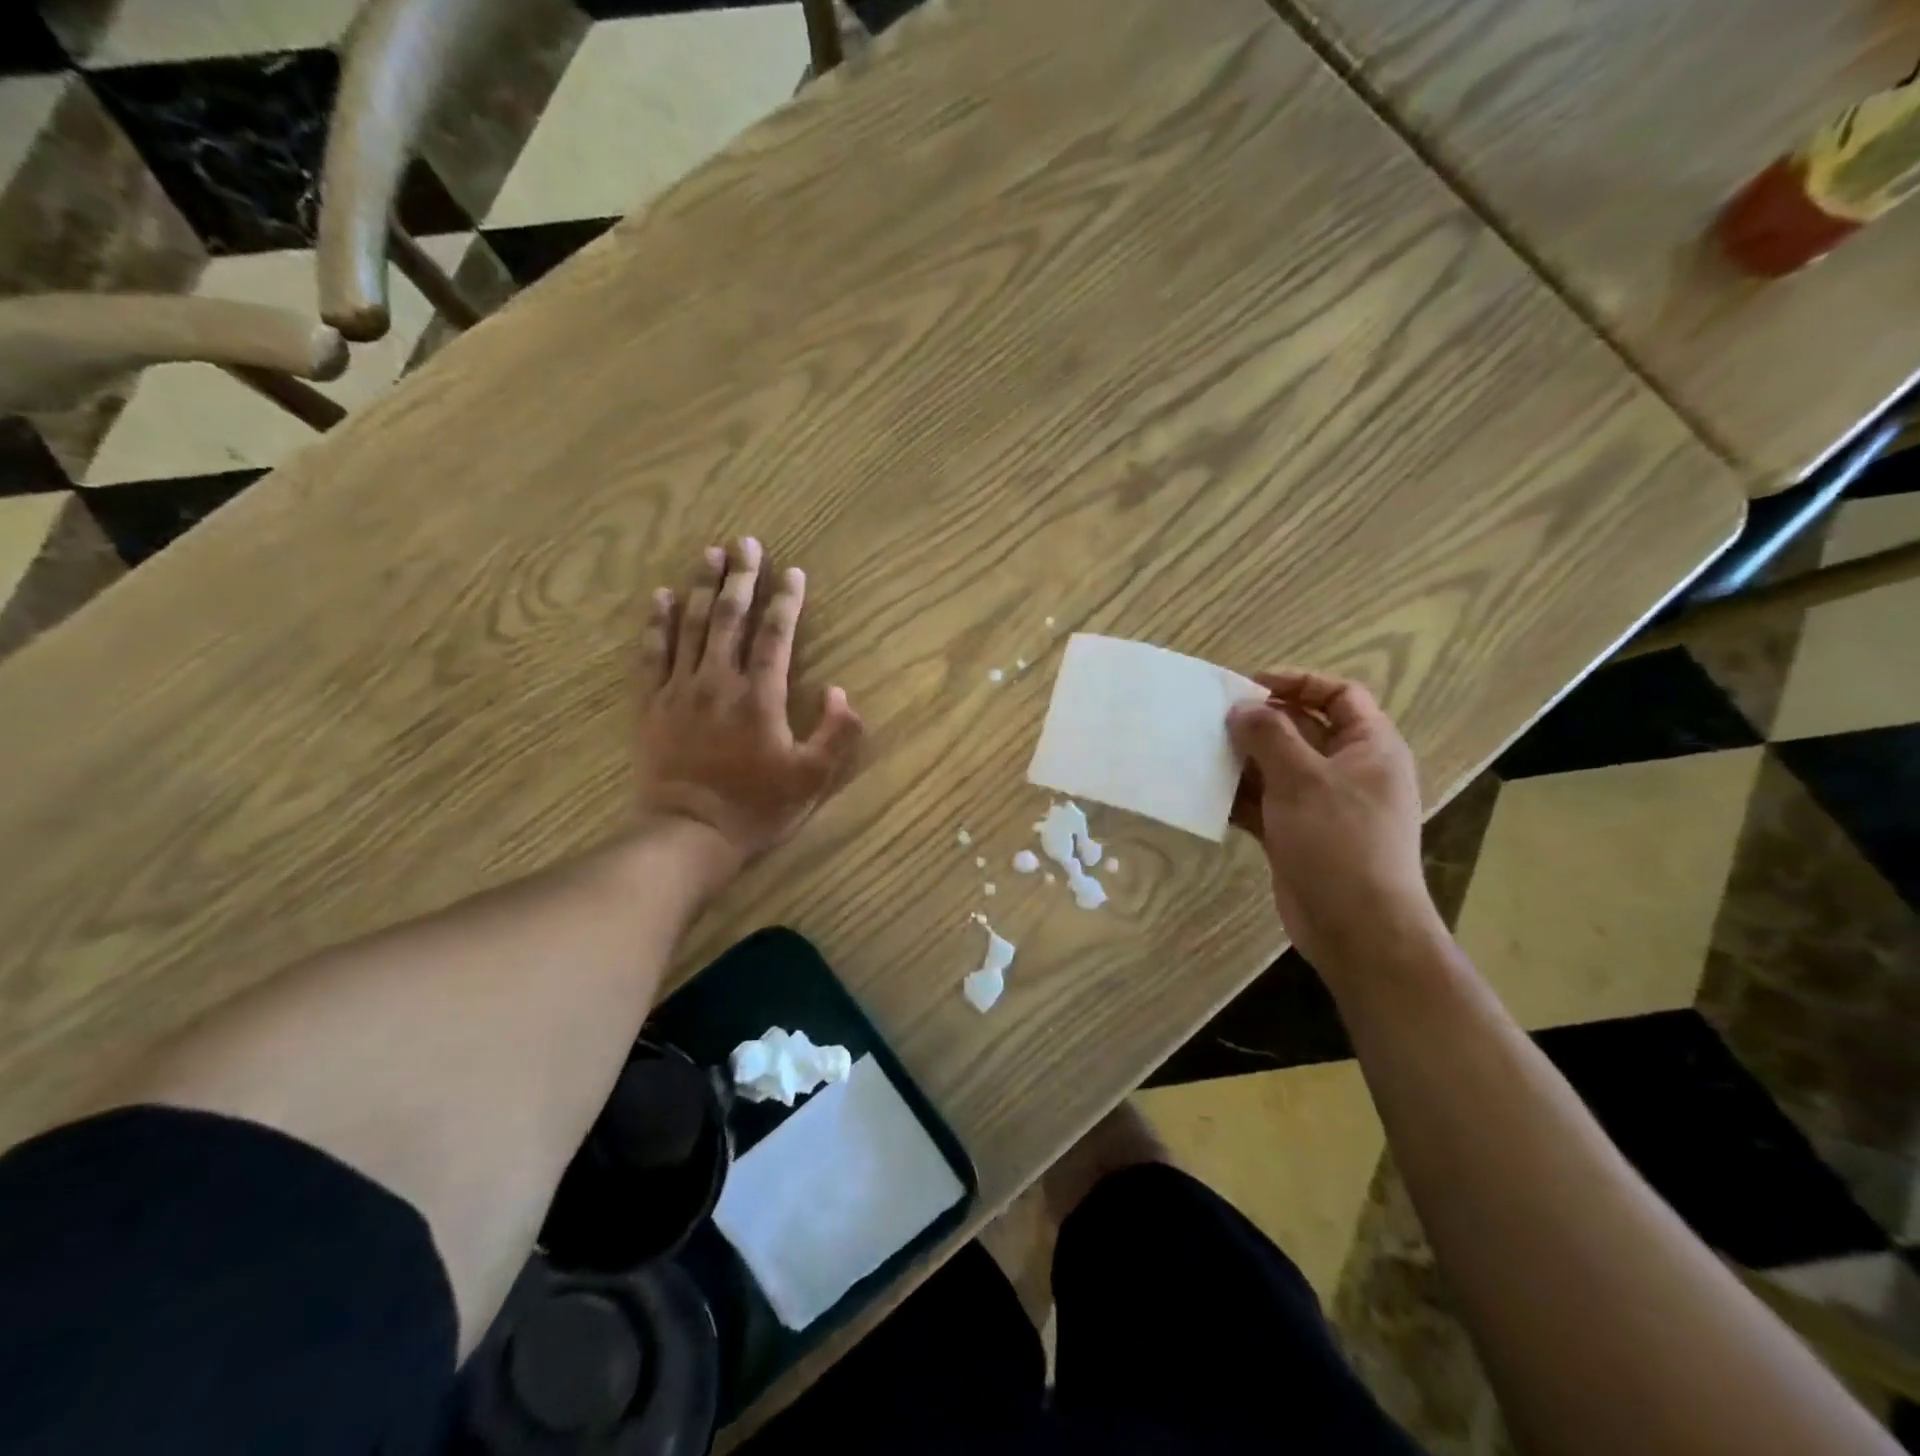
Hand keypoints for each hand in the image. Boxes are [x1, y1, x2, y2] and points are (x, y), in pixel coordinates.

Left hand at [636, 538, 864, 874]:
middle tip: (747, 542)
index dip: (786, 601)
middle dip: (741, 577)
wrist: (689, 834)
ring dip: (703, 587)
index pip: (775, 635)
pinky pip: (652, 654)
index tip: (793, 572)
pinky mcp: (652, 704)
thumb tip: (842, 692)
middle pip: (730, 618)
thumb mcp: (812, 779)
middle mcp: (719, 682)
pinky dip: (657, 623)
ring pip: (692, 626)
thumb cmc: (756, 808)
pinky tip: (660, 597)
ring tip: (710, 554)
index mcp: (760, 696)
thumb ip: (836, 734)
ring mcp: (680, 690)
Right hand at [1227, 670, 1442, 972]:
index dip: (1298, 683)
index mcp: (1370, 747)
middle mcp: (1349, 771)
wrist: (1357, 927)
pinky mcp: (1298, 834)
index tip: (1250, 685)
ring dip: (1243, 761)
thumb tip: (1242, 707)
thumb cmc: (1339, 841)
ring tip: (1201, 754)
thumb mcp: (1303, 779)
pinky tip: (1207, 795)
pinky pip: (1265, 803)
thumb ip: (1269, 735)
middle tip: (1213, 721)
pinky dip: (1240, 797)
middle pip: (1302, 730)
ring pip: (1278, 768)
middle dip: (1260, 723)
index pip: (1339, 695)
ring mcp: (1323, 805)